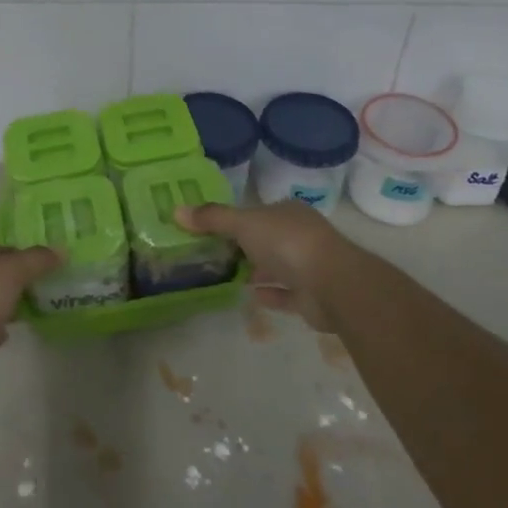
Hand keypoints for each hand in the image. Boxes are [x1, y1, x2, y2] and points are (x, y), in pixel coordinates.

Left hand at [0, 244, 60, 377]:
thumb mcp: (9, 273)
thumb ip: (36, 260)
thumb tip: (61, 250)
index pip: (3, 249)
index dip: (28, 254)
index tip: (53, 265)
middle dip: (22, 280)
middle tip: (51, 288)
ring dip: (10, 304)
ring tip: (38, 310)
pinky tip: (11, 334)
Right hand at [174, 200, 357, 330]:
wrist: (332, 284)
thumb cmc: (287, 243)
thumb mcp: (243, 224)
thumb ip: (212, 219)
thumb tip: (175, 210)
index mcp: (288, 212)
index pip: (258, 213)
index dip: (236, 220)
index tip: (211, 230)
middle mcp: (300, 235)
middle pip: (267, 239)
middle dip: (244, 247)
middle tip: (213, 255)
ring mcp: (308, 266)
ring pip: (276, 266)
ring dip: (256, 270)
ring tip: (226, 276)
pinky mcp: (311, 297)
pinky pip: (284, 294)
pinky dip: (268, 294)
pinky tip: (249, 296)